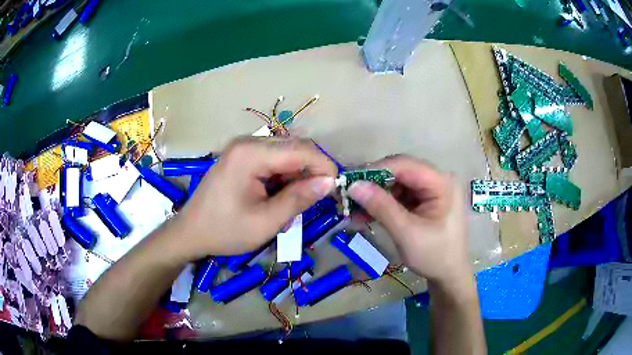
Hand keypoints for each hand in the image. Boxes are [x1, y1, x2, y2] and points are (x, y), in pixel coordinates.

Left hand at [170, 137, 336, 259]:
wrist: (190, 232)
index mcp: (251, 154)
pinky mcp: (242, 156)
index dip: (324, 167)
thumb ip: (299, 199)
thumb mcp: (266, 222)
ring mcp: (243, 148)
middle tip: (317, 200)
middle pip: (295, 148)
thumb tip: (330, 183)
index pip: (301, 149)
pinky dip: (284, 177)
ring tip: (293, 205)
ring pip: (286, 154)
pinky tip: (278, 198)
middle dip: (312, 172)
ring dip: (297, 176)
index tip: (336, 190)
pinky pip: (273, 160)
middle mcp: (248, 142)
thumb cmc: (224, 230)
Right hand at [348, 155, 470, 290]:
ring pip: (396, 185)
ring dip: (375, 196)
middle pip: (400, 172)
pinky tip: (365, 216)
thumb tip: (353, 185)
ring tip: (353, 210)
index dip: (376, 169)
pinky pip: (399, 197)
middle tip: (348, 195)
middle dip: (374, 184)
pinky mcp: (424, 202)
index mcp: (442, 182)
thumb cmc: (434, 256)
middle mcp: (437, 180)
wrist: (448, 276)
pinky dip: (382, 205)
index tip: (350, 180)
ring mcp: (431, 191)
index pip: (405, 165)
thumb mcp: (407, 233)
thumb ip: (381, 207)